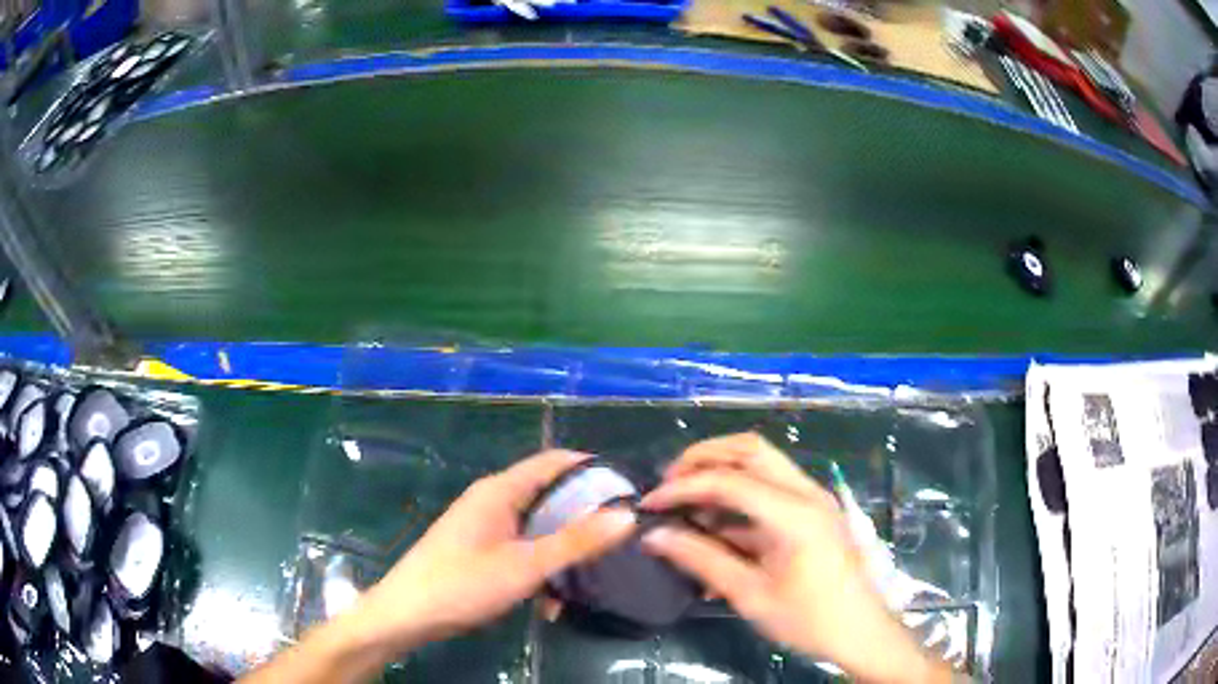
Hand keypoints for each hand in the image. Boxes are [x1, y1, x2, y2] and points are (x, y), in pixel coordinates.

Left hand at [349, 450, 636, 653]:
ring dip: (560, 554)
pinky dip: (538, 571)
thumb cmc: (463, 584)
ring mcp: (483, 528)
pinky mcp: (478, 552)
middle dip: (581, 519)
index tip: (628, 488)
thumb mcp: (525, 566)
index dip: (590, 469)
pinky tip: (547, 604)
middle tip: (618, 538)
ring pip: (536, 531)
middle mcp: (491, 502)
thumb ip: (576, 542)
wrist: (406, 616)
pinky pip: (520, 552)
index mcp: (499, 491)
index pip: (552, 462)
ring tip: (585, 581)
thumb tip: (626, 515)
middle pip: (547, 497)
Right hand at [641, 434, 951, 683]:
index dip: (683, 487)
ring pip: (762, 462)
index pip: (729, 481)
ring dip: (721, 472)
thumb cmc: (809, 619)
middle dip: (703, 458)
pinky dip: (738, 495)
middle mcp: (807, 493)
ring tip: (685, 500)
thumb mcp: (751, 595)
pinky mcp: (813, 512)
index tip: (649, 504)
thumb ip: (702, 560)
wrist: (861, 631)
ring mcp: (813, 498)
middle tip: (669, 483)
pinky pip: (770, 488)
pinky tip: (714, 523)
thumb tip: (654, 537)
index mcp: (795, 513)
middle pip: (750, 450)